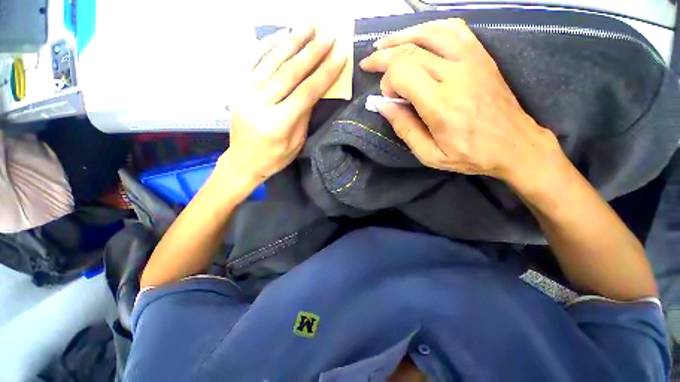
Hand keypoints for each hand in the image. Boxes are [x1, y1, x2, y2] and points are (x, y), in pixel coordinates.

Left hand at [220, 28, 346, 183]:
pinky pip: (254, 59)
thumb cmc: (274, 157)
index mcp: (279, 122)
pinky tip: (282, 34)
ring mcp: (247, 90)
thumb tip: (315, 90)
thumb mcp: (296, 144)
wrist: (243, 160)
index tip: (340, 56)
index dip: (325, 73)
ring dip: (293, 40)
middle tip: (329, 34)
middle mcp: (261, 101)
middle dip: (312, 51)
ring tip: (309, 25)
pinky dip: (268, 44)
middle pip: (291, 71)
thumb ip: (304, 116)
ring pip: (273, 60)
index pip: (307, 91)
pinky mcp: (239, 85)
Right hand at [360, 18, 561, 185]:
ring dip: (403, 36)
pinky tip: (419, 37)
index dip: (387, 81)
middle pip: (411, 50)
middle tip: (369, 63)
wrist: (515, 145)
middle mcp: (456, 74)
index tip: (387, 97)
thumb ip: (405, 128)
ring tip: (385, 45)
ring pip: (430, 32)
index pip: (403, 73)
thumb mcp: (430, 154)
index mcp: (441, 104)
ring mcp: (472, 60)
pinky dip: (431, 28)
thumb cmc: (470, 155)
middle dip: (384, 56)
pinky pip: (454, 29)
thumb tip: (382, 106)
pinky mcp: (481, 56)